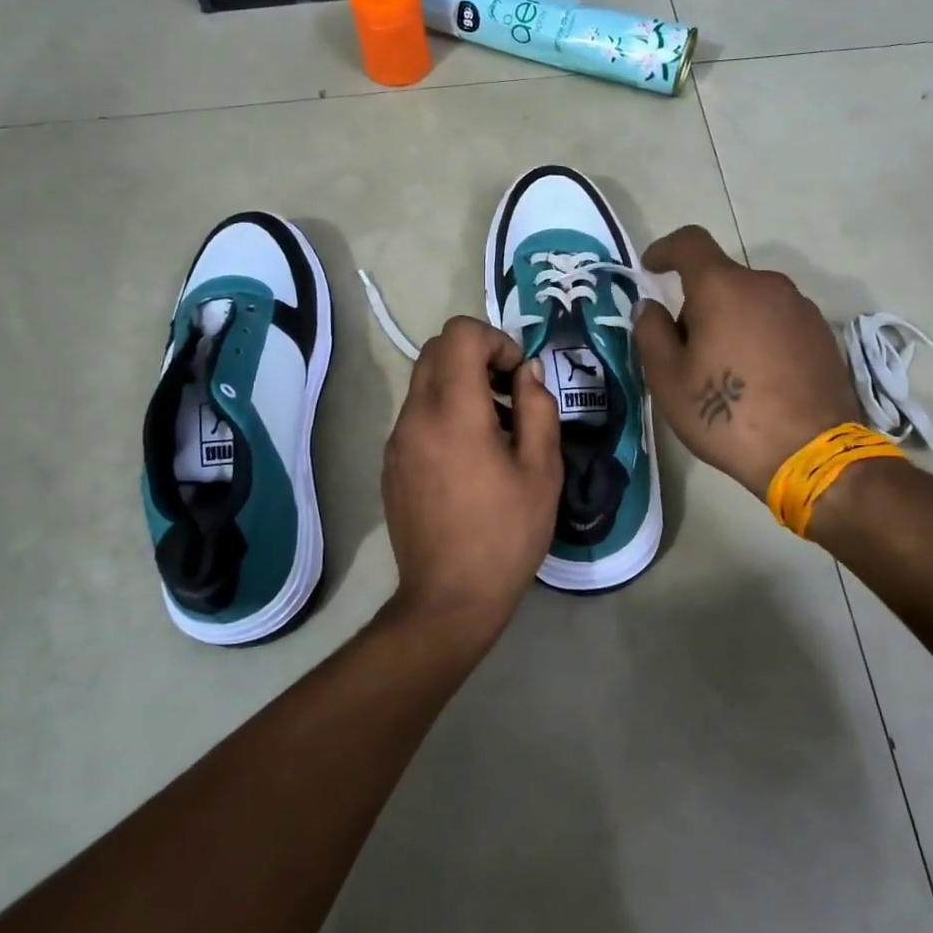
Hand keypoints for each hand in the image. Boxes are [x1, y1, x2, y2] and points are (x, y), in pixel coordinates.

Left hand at [379, 316, 562, 650]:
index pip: (459, 334)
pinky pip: (416, 415)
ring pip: (424, 382)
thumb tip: (527, 372)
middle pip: (437, 350)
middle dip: (477, 356)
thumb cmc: (505, 534)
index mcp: (453, 411)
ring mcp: (396, 440)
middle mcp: (415, 415)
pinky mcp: (391, 463)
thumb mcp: (542, 470)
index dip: (494, 340)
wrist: (449, 597)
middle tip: (509, 394)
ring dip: (460, 385)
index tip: (517, 376)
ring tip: (496, 429)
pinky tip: (470, 458)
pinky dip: (443, 412)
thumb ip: (537, 407)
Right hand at [633, 227, 862, 498]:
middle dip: (697, 303)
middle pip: (721, 278)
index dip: (665, 249)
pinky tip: (757, 378)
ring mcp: (800, 308)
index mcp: (723, 287)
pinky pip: (778, 321)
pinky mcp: (823, 334)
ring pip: (752, 301)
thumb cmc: (726, 414)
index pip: (690, 243)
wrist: (810, 453)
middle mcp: (766, 285)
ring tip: (724, 369)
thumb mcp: (668, 379)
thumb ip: (651, 333)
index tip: (650, 268)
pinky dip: (759, 335)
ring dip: (731, 320)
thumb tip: (649, 306)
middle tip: (684, 349)